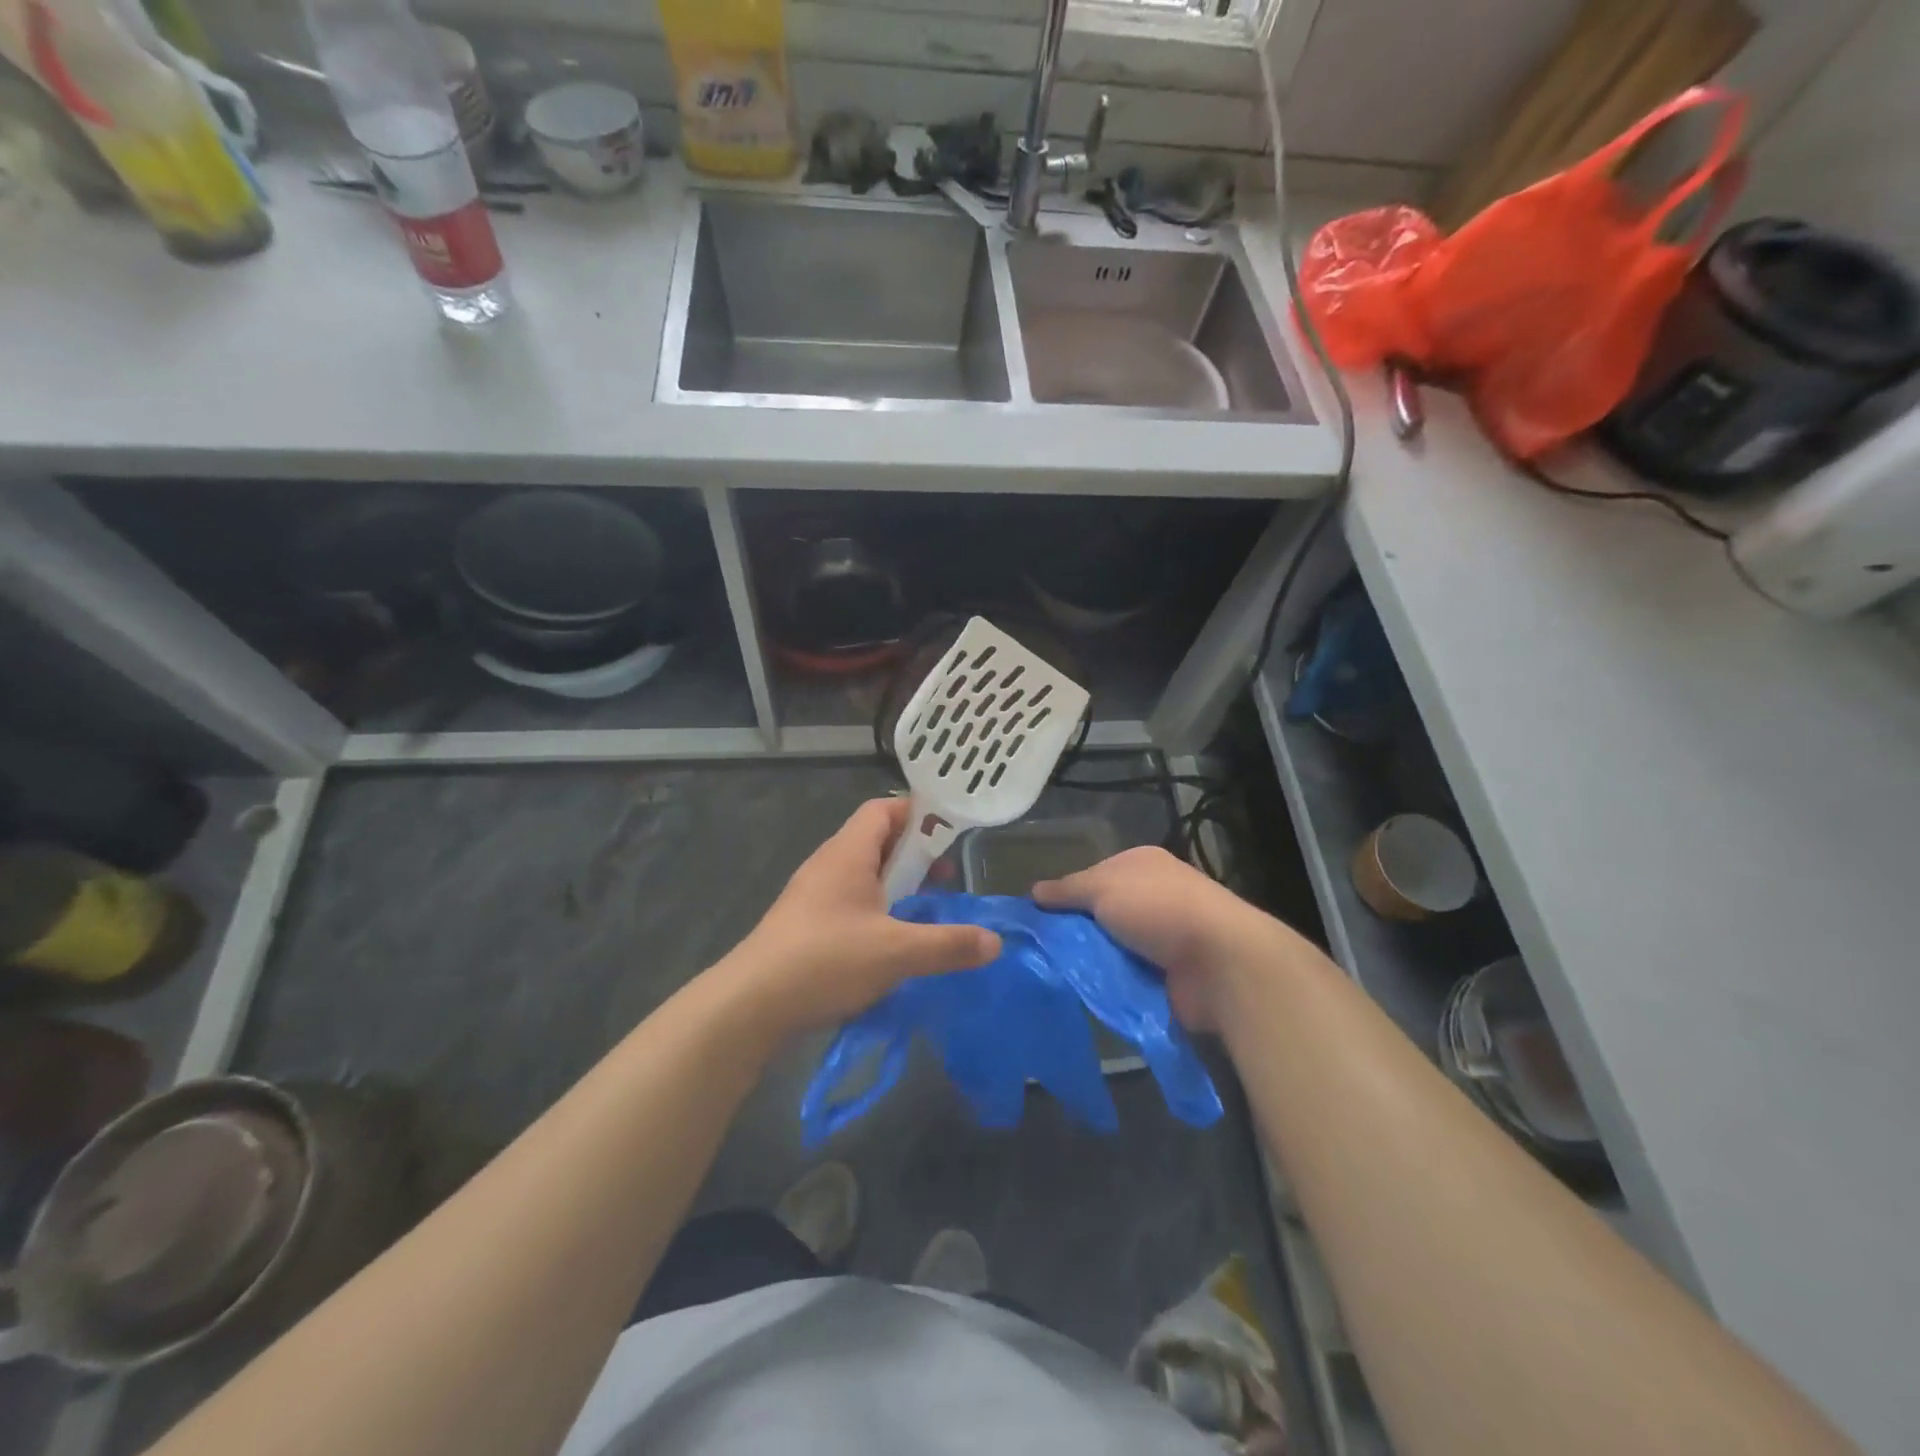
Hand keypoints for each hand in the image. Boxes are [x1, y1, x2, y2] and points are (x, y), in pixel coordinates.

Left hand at [719, 798, 1000, 1040]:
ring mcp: (813, 894)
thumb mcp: (896, 953)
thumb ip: (948, 945)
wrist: (750, 1005)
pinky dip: (876, 909)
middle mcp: (829, 864)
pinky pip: (849, 901)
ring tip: (925, 908)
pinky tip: (891, 942)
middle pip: (875, 840)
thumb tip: (995, 942)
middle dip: (914, 854)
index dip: (918, 813)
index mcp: (848, 853)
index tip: (951, 832)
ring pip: (863, 874)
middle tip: (946, 875)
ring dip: (895, 885)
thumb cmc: (825, 960)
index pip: (883, 810)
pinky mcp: (805, 924)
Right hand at [1034, 846, 1298, 1031]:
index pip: (1093, 876)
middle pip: (1102, 913)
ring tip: (1059, 975)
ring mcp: (1165, 937)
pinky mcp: (1171, 974)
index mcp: (1142, 864)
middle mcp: (1155, 896)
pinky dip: (1112, 984)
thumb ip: (1067, 890)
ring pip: (1113, 947)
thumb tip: (1033, 892)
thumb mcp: (1103, 888)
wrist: (1219, 962)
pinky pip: (1129, 977)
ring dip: (1094, 961)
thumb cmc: (1159, 909)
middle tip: (1043, 951)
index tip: (1039, 917)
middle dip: (1078, 931)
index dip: (1067, 894)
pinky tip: (1089, 992)